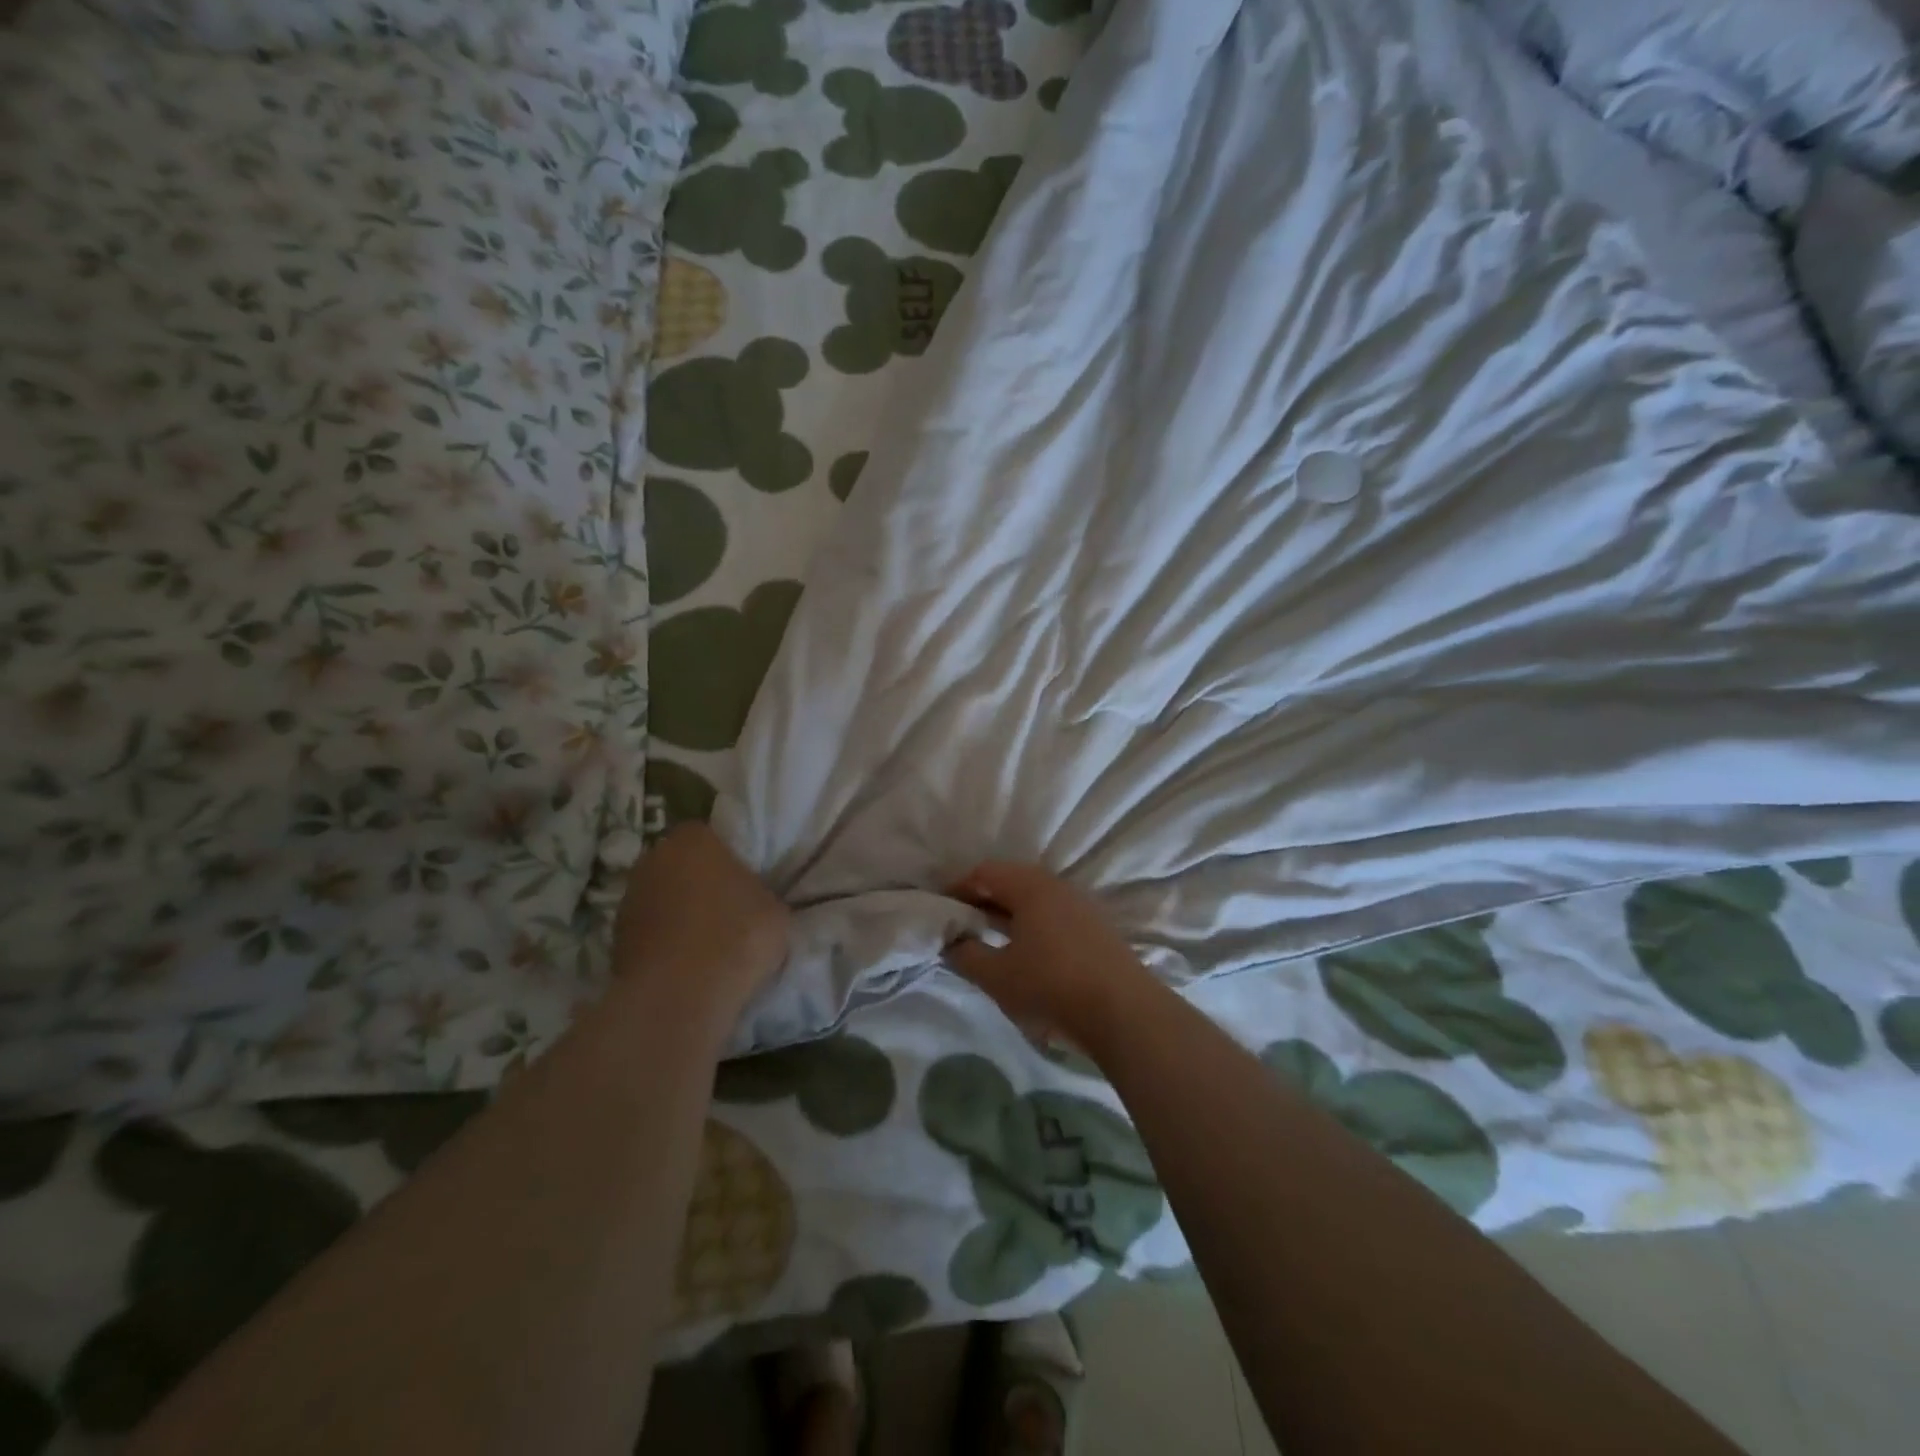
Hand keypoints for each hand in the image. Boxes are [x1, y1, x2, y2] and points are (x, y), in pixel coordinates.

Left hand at [611, 825, 790, 1022]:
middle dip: (700, 884)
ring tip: (707, 944)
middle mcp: (654, 858)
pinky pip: (651, 932)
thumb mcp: (775, 909)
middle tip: (728, 912)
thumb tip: (752, 901)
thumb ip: (761, 894)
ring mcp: (629, 898)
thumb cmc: (737, 936)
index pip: (712, 837)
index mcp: (694, 838)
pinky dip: (665, 943)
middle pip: (682, 866)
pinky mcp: (615, 939)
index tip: (745, 885)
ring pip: (663, 899)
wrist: (681, 994)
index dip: (729, 860)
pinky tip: (687, 965)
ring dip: (679, 915)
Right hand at [943, 863, 1153, 1051]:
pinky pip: (1054, 917)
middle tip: (962, 925)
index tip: (940, 909)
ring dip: (1009, 915)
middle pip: (1012, 882)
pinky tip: (1027, 955)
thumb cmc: (1051, 987)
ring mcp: (1082, 907)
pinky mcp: (1098, 930)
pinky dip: (1033, 927)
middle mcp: (1057, 887)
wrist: (1125, 1014)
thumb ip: (966, 955)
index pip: (985, 873)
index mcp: (1030, 887)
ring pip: (1035, 901)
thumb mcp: (997, 976)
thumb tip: (951, 942)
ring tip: (991, 941)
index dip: (958, 888)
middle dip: (983, 901)